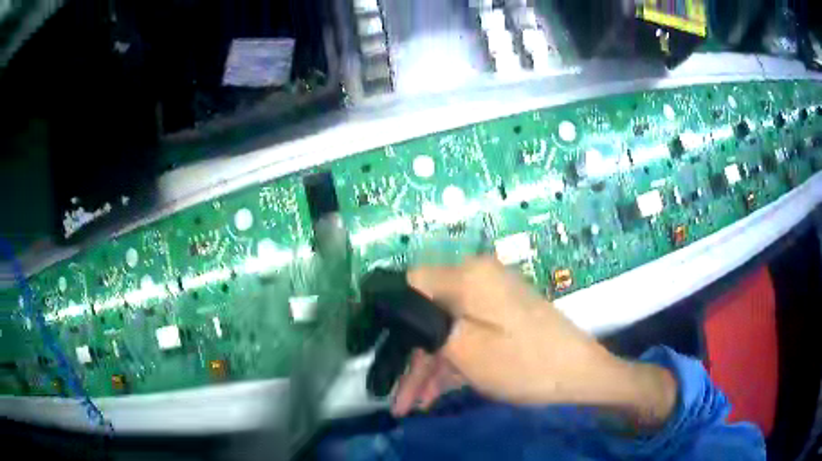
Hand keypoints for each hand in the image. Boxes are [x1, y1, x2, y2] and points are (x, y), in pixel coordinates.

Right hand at [394, 257, 676, 429]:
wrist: (580, 374)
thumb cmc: (524, 363)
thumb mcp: (466, 350)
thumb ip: (426, 326)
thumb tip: (397, 308)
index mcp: (468, 276)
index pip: (412, 284)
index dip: (391, 316)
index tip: (377, 351)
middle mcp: (477, 279)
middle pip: (428, 314)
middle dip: (410, 357)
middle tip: (396, 397)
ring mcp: (490, 300)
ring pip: (445, 331)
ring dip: (427, 368)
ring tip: (408, 406)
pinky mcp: (500, 320)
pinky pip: (465, 338)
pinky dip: (449, 365)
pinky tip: (431, 395)